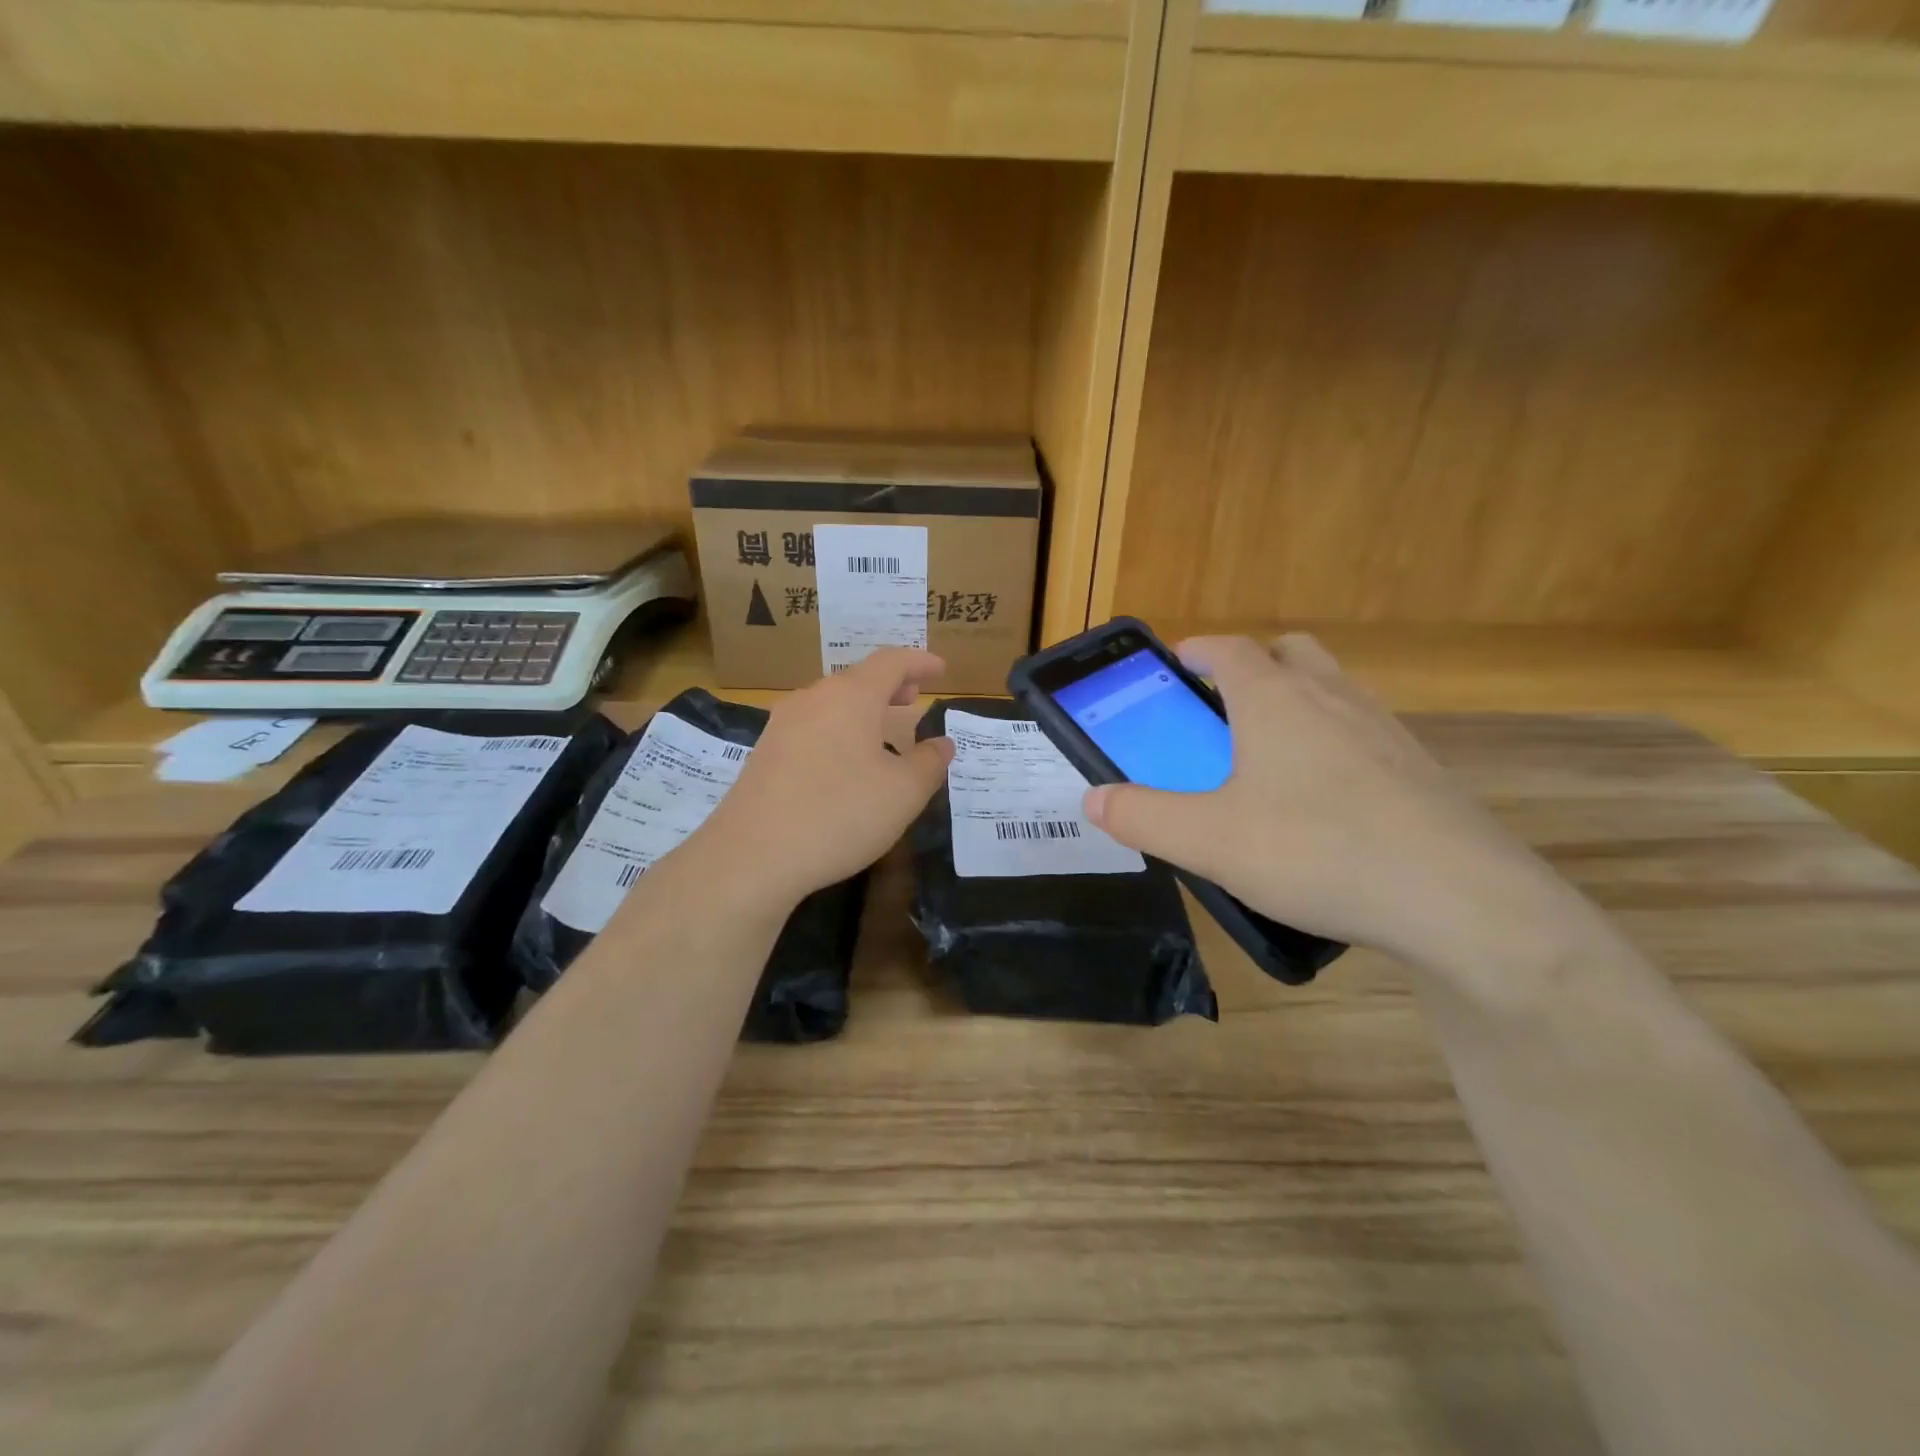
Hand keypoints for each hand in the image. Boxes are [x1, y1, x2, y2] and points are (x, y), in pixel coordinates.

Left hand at [695, 649, 952, 906]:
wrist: (752, 856)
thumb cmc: (840, 814)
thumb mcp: (903, 793)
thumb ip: (929, 763)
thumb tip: (942, 744)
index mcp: (851, 697)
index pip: (891, 662)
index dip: (919, 662)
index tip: (940, 669)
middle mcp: (813, 699)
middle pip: (857, 679)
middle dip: (890, 685)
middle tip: (913, 698)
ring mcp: (782, 725)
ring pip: (832, 704)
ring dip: (862, 710)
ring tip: (883, 731)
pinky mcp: (764, 754)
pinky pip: (812, 728)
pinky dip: (838, 731)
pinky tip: (845, 763)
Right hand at [1084, 635, 1579, 974]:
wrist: (1461, 902)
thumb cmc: (1317, 851)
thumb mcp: (1208, 841)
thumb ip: (1142, 815)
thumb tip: (1093, 797)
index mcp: (1276, 700)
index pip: (1228, 649)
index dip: (1196, 650)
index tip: (1175, 665)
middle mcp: (1333, 698)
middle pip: (1290, 652)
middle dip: (1252, 665)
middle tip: (1223, 709)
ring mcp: (1386, 730)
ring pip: (1332, 690)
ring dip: (1296, 703)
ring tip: (1268, 761)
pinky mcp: (1420, 770)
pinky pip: (1364, 734)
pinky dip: (1334, 745)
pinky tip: (1323, 806)